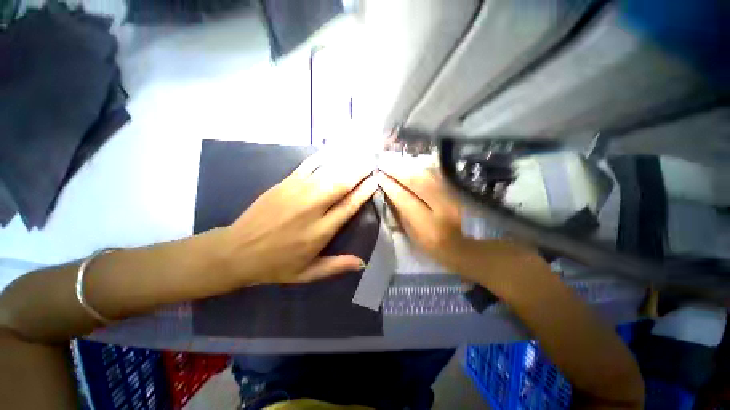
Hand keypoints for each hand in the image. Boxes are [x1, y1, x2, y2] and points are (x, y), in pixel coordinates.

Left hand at [221, 153, 377, 284]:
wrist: (236, 251)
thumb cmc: (275, 265)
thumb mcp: (307, 274)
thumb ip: (336, 266)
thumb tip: (362, 262)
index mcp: (320, 231)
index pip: (349, 206)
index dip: (364, 191)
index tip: (376, 180)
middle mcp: (312, 208)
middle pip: (341, 184)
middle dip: (359, 171)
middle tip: (373, 161)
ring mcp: (297, 192)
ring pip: (328, 172)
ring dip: (346, 162)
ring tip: (360, 154)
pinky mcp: (284, 183)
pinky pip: (308, 165)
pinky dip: (323, 157)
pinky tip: (334, 151)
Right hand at [376, 160, 465, 268]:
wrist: (462, 245)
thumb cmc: (431, 245)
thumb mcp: (412, 235)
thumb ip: (401, 214)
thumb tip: (390, 193)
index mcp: (427, 224)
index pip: (404, 198)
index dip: (390, 185)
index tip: (378, 175)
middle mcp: (441, 207)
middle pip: (417, 182)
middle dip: (397, 171)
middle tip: (383, 163)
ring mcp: (450, 197)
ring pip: (426, 175)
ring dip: (408, 167)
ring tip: (394, 162)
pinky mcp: (454, 191)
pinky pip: (434, 175)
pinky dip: (419, 169)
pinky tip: (410, 166)